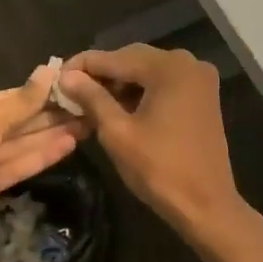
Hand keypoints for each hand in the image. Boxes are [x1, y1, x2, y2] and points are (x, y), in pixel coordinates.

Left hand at [0, 64, 86, 253]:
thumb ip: (20, 102)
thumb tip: (49, 70)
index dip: (31, 95)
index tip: (63, 87)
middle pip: (9, 123)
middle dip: (44, 116)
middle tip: (81, 107)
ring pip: (15, 145)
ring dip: (47, 136)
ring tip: (84, 125)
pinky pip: (15, 165)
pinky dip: (39, 156)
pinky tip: (68, 145)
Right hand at [57, 46, 238, 228]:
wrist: (206, 205)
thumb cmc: (159, 169)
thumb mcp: (117, 132)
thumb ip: (92, 98)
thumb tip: (66, 76)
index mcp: (169, 68)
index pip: (115, 57)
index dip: (83, 65)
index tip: (56, 75)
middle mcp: (188, 64)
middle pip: (133, 58)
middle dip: (102, 73)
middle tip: (70, 88)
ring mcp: (199, 80)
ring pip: (148, 71)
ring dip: (120, 82)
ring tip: (89, 99)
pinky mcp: (202, 97)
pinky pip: (163, 83)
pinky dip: (140, 91)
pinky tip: (118, 106)